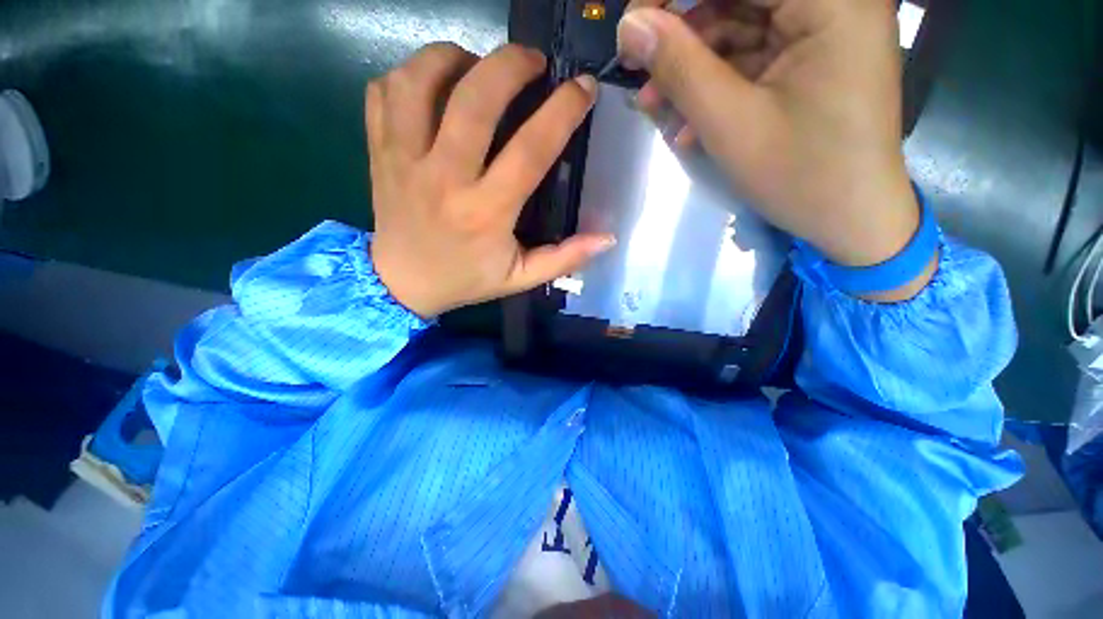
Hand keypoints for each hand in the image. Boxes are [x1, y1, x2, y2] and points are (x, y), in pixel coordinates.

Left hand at [366, 43, 613, 318]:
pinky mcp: (379, 152)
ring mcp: (403, 160)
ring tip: (477, 64)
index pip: (530, 149)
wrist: (402, 284)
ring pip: (420, 81)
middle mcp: (444, 179)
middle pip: (474, 99)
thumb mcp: (521, 278)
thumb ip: (564, 259)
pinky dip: (409, 73)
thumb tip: (607, 238)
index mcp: (487, 213)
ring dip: (454, 57)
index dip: (562, 111)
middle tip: (533, 61)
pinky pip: (385, 92)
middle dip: (511, 64)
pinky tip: (432, 84)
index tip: (582, 89)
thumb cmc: (466, 280)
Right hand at [619, 0, 934, 299]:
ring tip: (655, 103)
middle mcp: (834, 1)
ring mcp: (825, 29)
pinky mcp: (813, 57)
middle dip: (681, 33)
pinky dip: (716, 82)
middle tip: (639, 67)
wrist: (852, 220)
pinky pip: (752, 55)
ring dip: (692, 65)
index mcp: (832, 1)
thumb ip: (681, 68)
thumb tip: (631, 26)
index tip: (633, 26)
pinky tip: (689, 118)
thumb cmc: (801, 175)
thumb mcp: (731, 123)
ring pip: (739, 26)